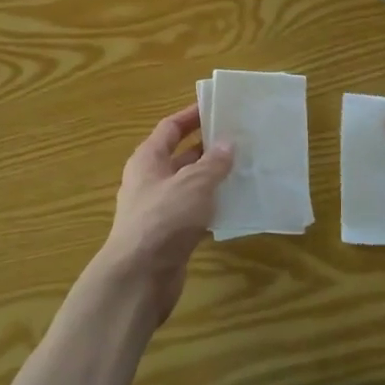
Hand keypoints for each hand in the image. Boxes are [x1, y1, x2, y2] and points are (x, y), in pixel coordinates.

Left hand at [94, 103, 233, 327]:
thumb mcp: (194, 184)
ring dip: (213, 180)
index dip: (191, 116)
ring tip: (245, 170)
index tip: (216, 107)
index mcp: (148, 160)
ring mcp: (158, 210)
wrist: (139, 278)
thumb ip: (213, 163)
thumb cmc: (164, 219)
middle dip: (208, 148)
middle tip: (240, 139)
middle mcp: (150, 181)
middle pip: (180, 157)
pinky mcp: (169, 236)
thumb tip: (227, 143)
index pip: (170, 128)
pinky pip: (194, 213)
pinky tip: (236, 208)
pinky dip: (212, 208)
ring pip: (190, 187)